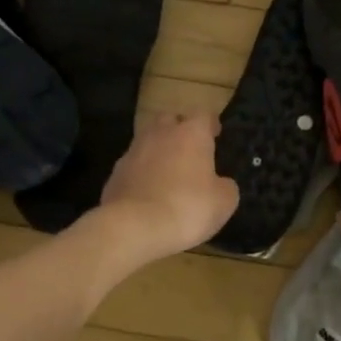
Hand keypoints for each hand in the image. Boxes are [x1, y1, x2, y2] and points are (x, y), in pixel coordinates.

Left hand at [96, 111, 240, 263]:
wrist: (134, 226)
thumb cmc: (187, 208)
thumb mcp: (223, 202)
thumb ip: (225, 186)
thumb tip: (220, 183)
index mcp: (191, 134)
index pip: (204, 115)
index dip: (210, 124)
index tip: (215, 134)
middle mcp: (160, 133)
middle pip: (170, 120)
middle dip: (179, 130)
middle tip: (189, 149)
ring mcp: (134, 151)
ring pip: (148, 140)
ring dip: (158, 150)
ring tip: (167, 172)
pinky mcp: (116, 172)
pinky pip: (133, 165)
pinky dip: (141, 173)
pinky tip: (147, 192)